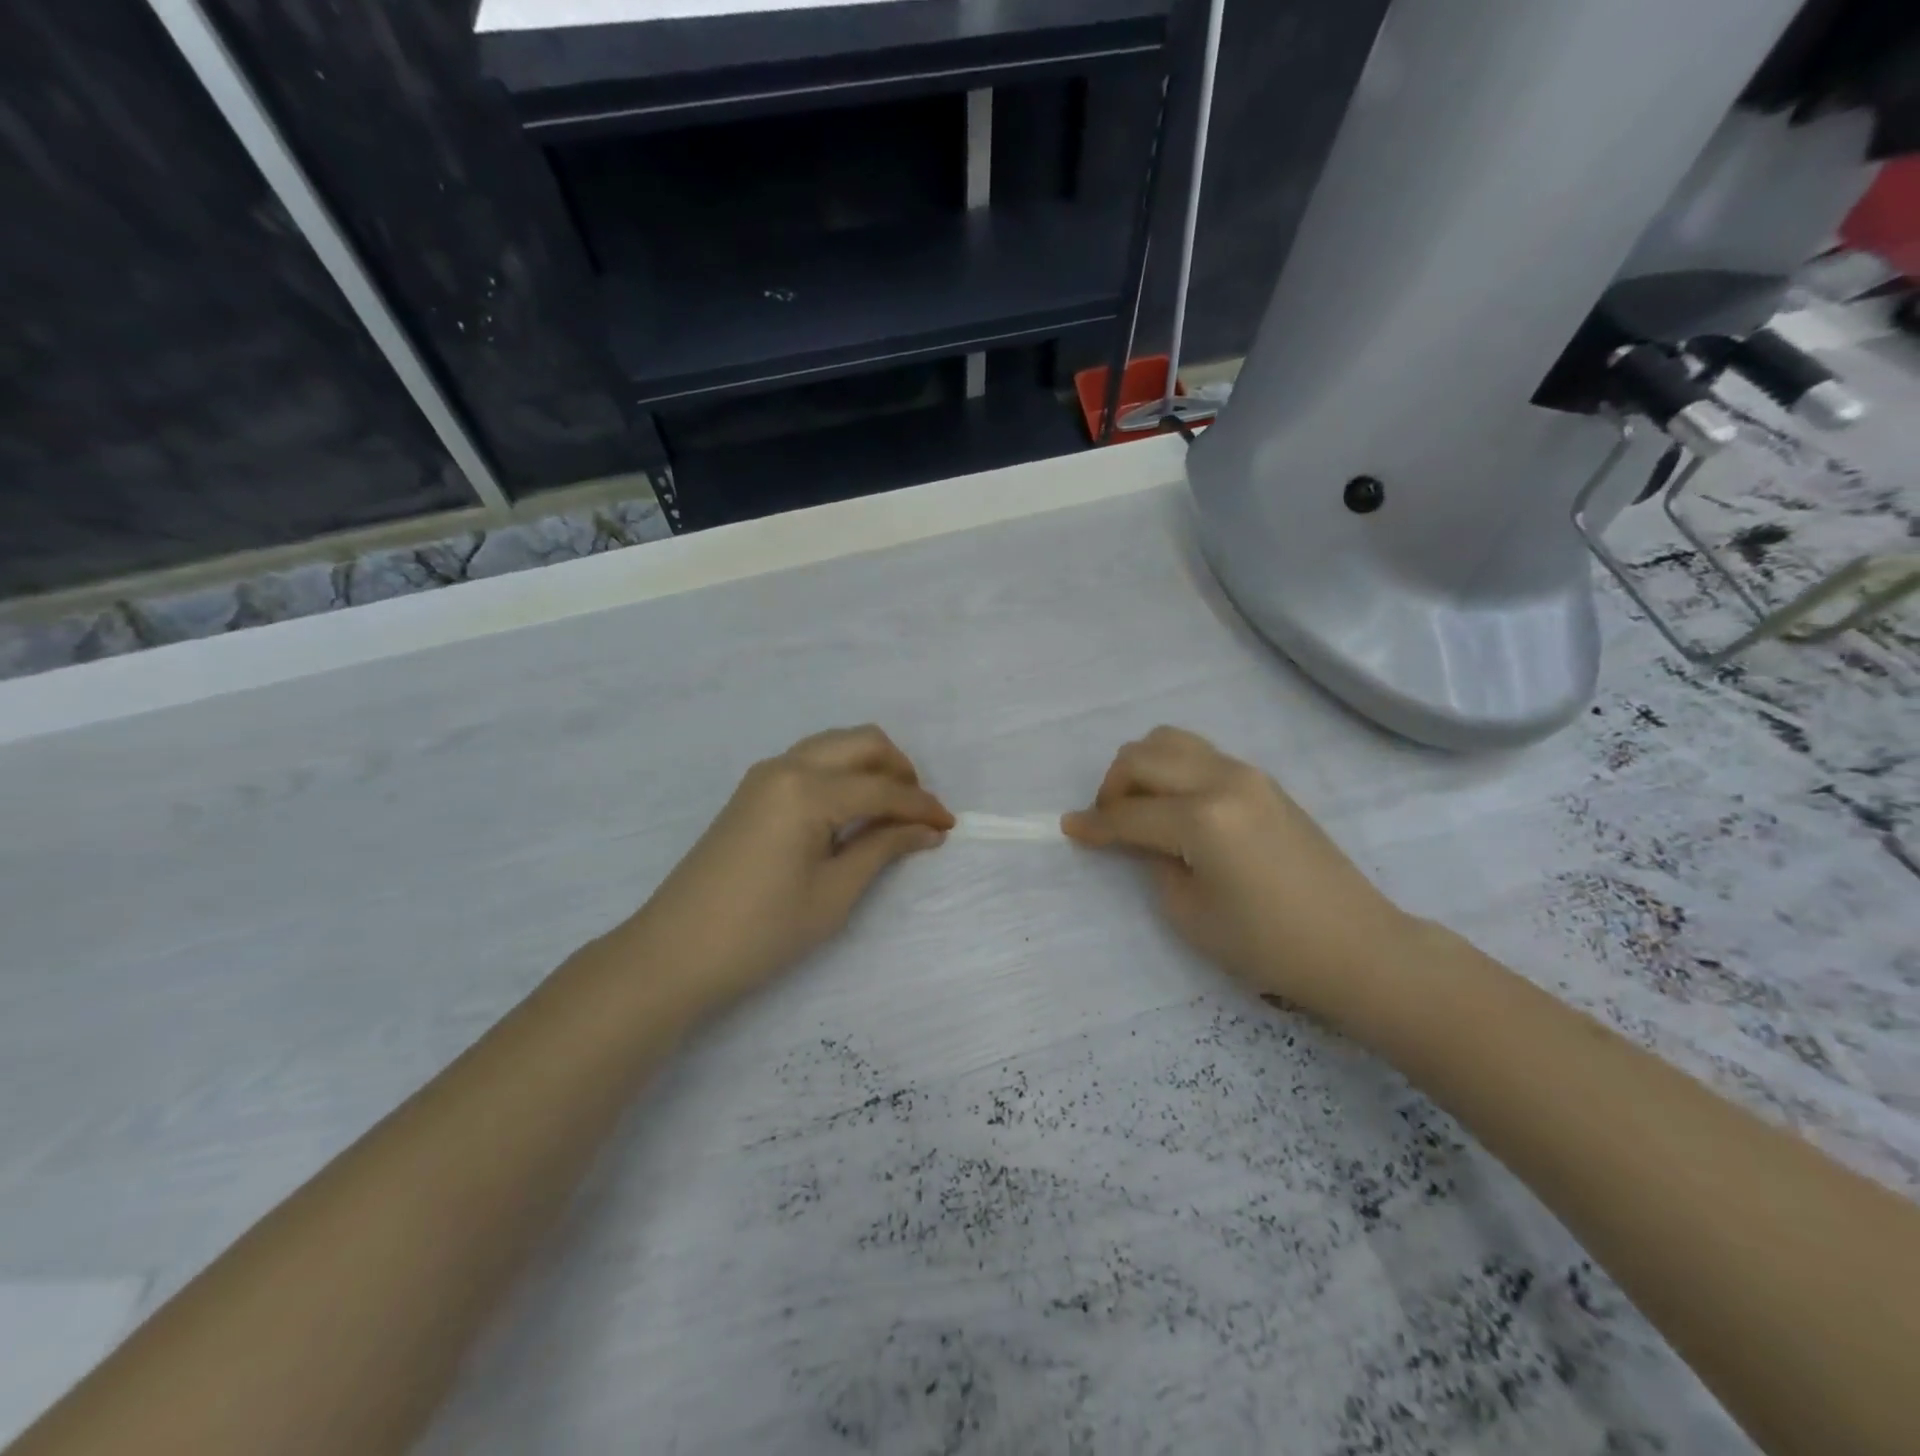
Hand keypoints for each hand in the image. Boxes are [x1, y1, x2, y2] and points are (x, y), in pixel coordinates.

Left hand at [621, 727, 952, 1016]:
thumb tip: (927, 829)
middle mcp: (787, 767)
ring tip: (889, 811)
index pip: (882, 789)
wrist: (675, 953)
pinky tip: (851, 811)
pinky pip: (811, 761)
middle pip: (861, 742)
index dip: (922, 807)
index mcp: (808, 791)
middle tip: (918, 812)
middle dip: (899, 770)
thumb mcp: (834, 894)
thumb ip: (882, 849)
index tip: (950, 825)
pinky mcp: (753, 790)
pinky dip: (842, 774)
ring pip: (834, 745)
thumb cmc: (762, 931)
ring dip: (870, 767)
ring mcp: (765, 775)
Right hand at [1062, 727, 1415, 1016]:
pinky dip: (1173, 770)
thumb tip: (1141, 838)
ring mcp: (1248, 774)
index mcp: (1202, 818)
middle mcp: (1223, 780)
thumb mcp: (1189, 912)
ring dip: (1143, 768)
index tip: (1069, 828)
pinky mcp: (1264, 781)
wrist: (1356, 945)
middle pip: (1143, 757)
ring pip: (1172, 741)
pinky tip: (1175, 807)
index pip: (1129, 814)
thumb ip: (1153, 861)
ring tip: (1141, 808)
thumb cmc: (1267, 944)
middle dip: (1113, 786)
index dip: (1093, 824)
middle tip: (1108, 821)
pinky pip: (1201, 755)